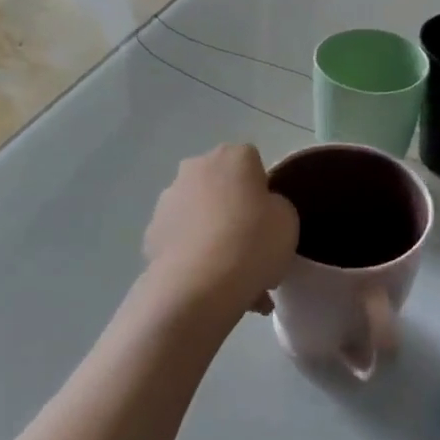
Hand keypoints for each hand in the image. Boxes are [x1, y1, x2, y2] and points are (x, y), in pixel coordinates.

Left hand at [143, 145, 298, 318]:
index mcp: (234, 157)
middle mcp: (197, 167)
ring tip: (228, 273)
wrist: (199, 282)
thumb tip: (260, 210)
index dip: (261, 191)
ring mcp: (169, 198)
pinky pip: (180, 238)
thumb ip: (275, 207)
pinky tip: (206, 281)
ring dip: (211, 232)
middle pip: (220, 185)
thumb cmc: (253, 242)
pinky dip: (191, 253)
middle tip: (249, 245)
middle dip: (232, 209)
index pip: (252, 163)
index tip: (267, 219)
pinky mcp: (151, 231)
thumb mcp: (288, 221)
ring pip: (198, 213)